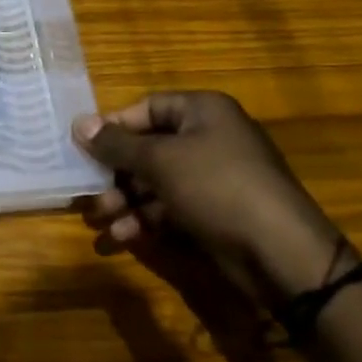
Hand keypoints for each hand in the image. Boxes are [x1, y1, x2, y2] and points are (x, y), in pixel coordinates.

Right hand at [72, 92, 346, 301]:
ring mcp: (215, 177)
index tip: (83, 148)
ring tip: (101, 219)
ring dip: (126, 199)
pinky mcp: (217, 212)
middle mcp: (210, 137)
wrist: (282, 253)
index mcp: (203, 111)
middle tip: (88, 191)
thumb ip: (117, 144)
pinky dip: (147, 219)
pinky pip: (173, 207)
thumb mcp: (160, 161)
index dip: (114, 126)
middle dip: (116, 172)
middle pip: (149, 147)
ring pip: (158, 181)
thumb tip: (79, 123)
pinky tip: (124, 235)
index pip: (147, 107)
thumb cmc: (217, 187)